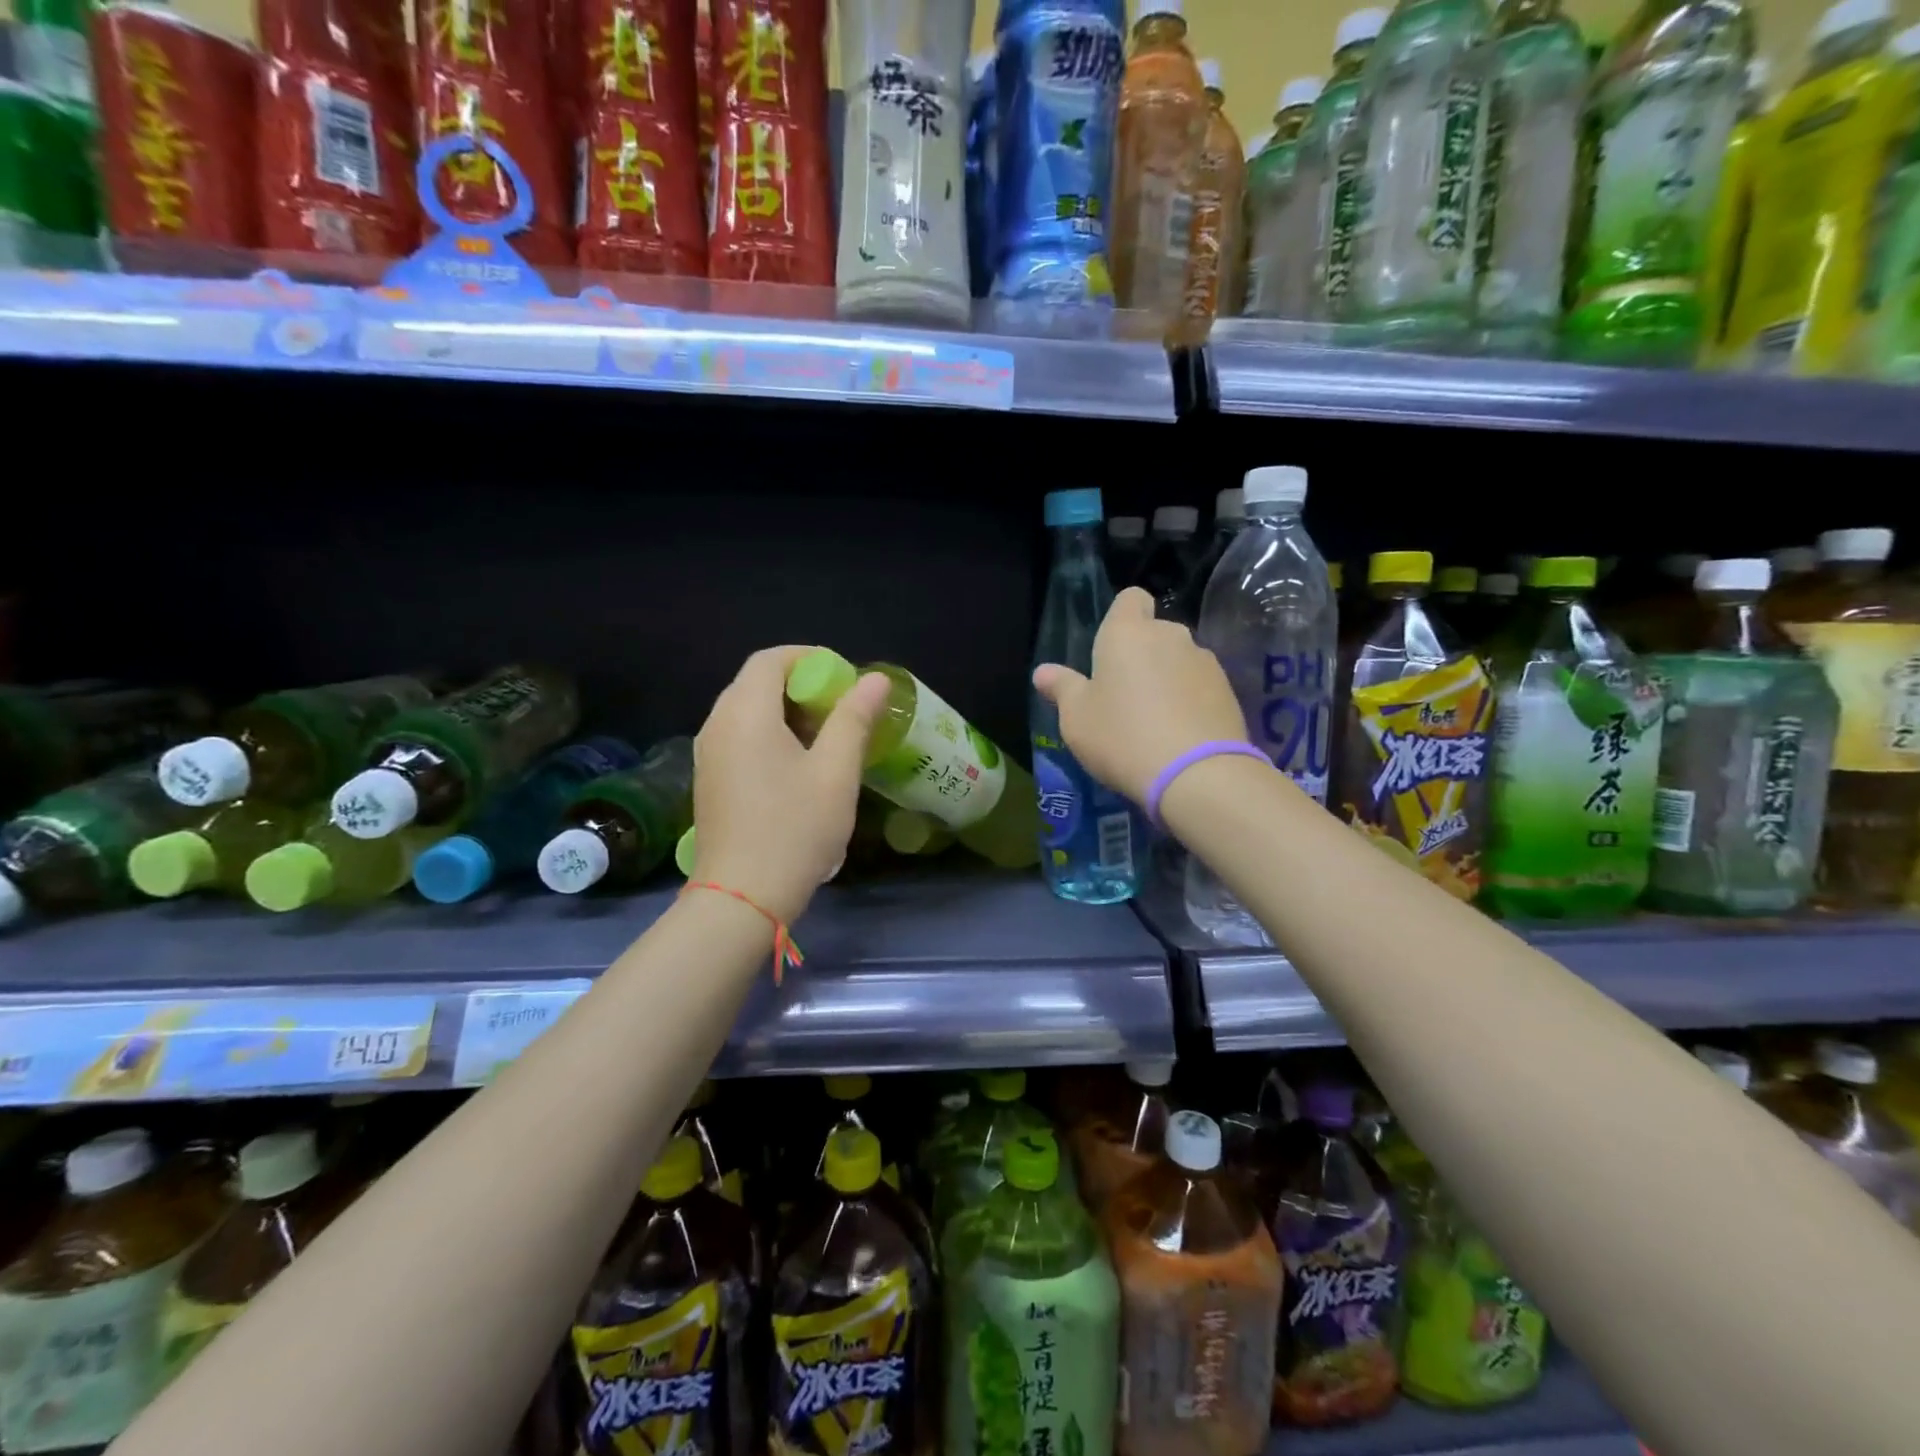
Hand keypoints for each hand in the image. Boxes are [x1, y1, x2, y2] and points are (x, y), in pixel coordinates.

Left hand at [692, 647, 888, 924]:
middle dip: (802, 685)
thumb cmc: (795, 829)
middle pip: (757, 682)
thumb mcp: (836, 772)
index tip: (845, 679)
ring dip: (787, 711)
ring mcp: (708, 753)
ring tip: (827, 736)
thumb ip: (854, 718)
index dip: (810, 658)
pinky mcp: (709, 778)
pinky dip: (770, 734)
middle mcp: (717, 723)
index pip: (771, 659)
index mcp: (745, 713)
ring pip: (748, 710)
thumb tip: (874, 679)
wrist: (741, 898)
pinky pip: (739, 736)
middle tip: (842, 708)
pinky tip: (798, 765)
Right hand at [1033, 588, 1246, 803]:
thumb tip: (1043, 672)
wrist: (1197, 774)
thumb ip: (1062, 689)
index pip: (1130, 598)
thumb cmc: (1123, 737)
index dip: (1121, 617)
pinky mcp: (1228, 690)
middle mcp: (1170, 635)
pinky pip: (1200, 686)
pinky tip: (1180, 734)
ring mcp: (1205, 661)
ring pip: (1179, 660)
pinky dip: (1190, 701)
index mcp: (1128, 633)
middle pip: (1154, 632)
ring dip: (1167, 679)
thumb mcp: (1077, 719)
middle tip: (1123, 696)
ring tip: (1155, 721)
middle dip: (1142, 655)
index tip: (1110, 650)